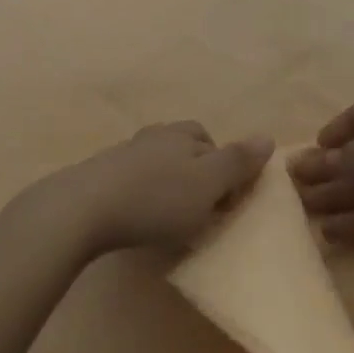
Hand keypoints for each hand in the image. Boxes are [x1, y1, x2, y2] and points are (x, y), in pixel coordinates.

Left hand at [25, 123, 272, 261]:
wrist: (85, 208)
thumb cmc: (156, 198)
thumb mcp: (207, 183)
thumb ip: (238, 162)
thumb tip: (268, 137)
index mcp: (182, 134)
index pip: (212, 141)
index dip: (224, 168)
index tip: (225, 202)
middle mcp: (155, 135)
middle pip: (185, 148)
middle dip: (197, 174)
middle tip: (201, 210)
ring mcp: (125, 153)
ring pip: (159, 164)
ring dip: (170, 185)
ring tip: (172, 218)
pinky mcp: (102, 175)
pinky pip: (135, 180)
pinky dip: (145, 195)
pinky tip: (141, 218)